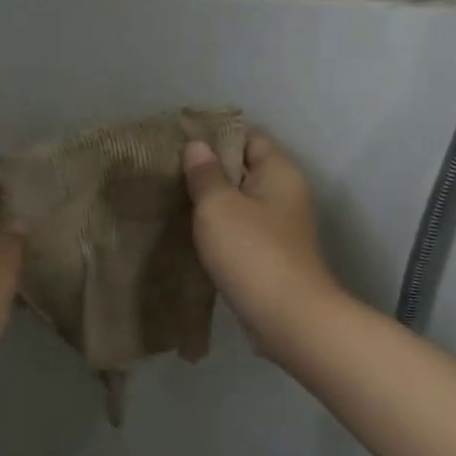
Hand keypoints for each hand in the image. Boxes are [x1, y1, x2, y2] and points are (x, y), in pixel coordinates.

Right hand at [183, 133, 341, 356]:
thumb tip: (198, 146)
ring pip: (240, 203)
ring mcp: (280, 228)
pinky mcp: (271, 256)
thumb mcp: (219, 207)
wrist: (289, 319)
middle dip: (209, 170)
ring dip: (212, 202)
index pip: (249, 137)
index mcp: (279, 173)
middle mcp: (285, 194)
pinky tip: (191, 234)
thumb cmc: (253, 253)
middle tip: (167, 171)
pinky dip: (219, 229)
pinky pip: (240, 231)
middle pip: (244, 169)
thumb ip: (206, 175)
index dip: (215, 136)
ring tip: (171, 199)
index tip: (179, 141)